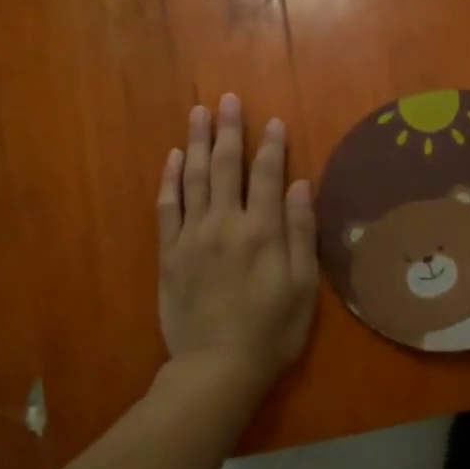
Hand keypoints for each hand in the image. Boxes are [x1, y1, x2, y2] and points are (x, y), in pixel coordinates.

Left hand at [157, 94, 318, 398]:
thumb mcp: (302, 286)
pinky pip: (167, 206)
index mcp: (263, 231)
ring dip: (197, 142)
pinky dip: (170, 179)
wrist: (216, 368)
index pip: (269, 175)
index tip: (273, 121)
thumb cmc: (271, 330)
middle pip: (227, 166)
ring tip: (199, 113)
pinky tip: (174, 157)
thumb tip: (301, 184)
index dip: (272, 145)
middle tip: (228, 100)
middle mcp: (225, 223)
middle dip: (229, 130)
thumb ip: (301, 232)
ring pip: (194, 178)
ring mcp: (192, 236)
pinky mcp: (169, 253)